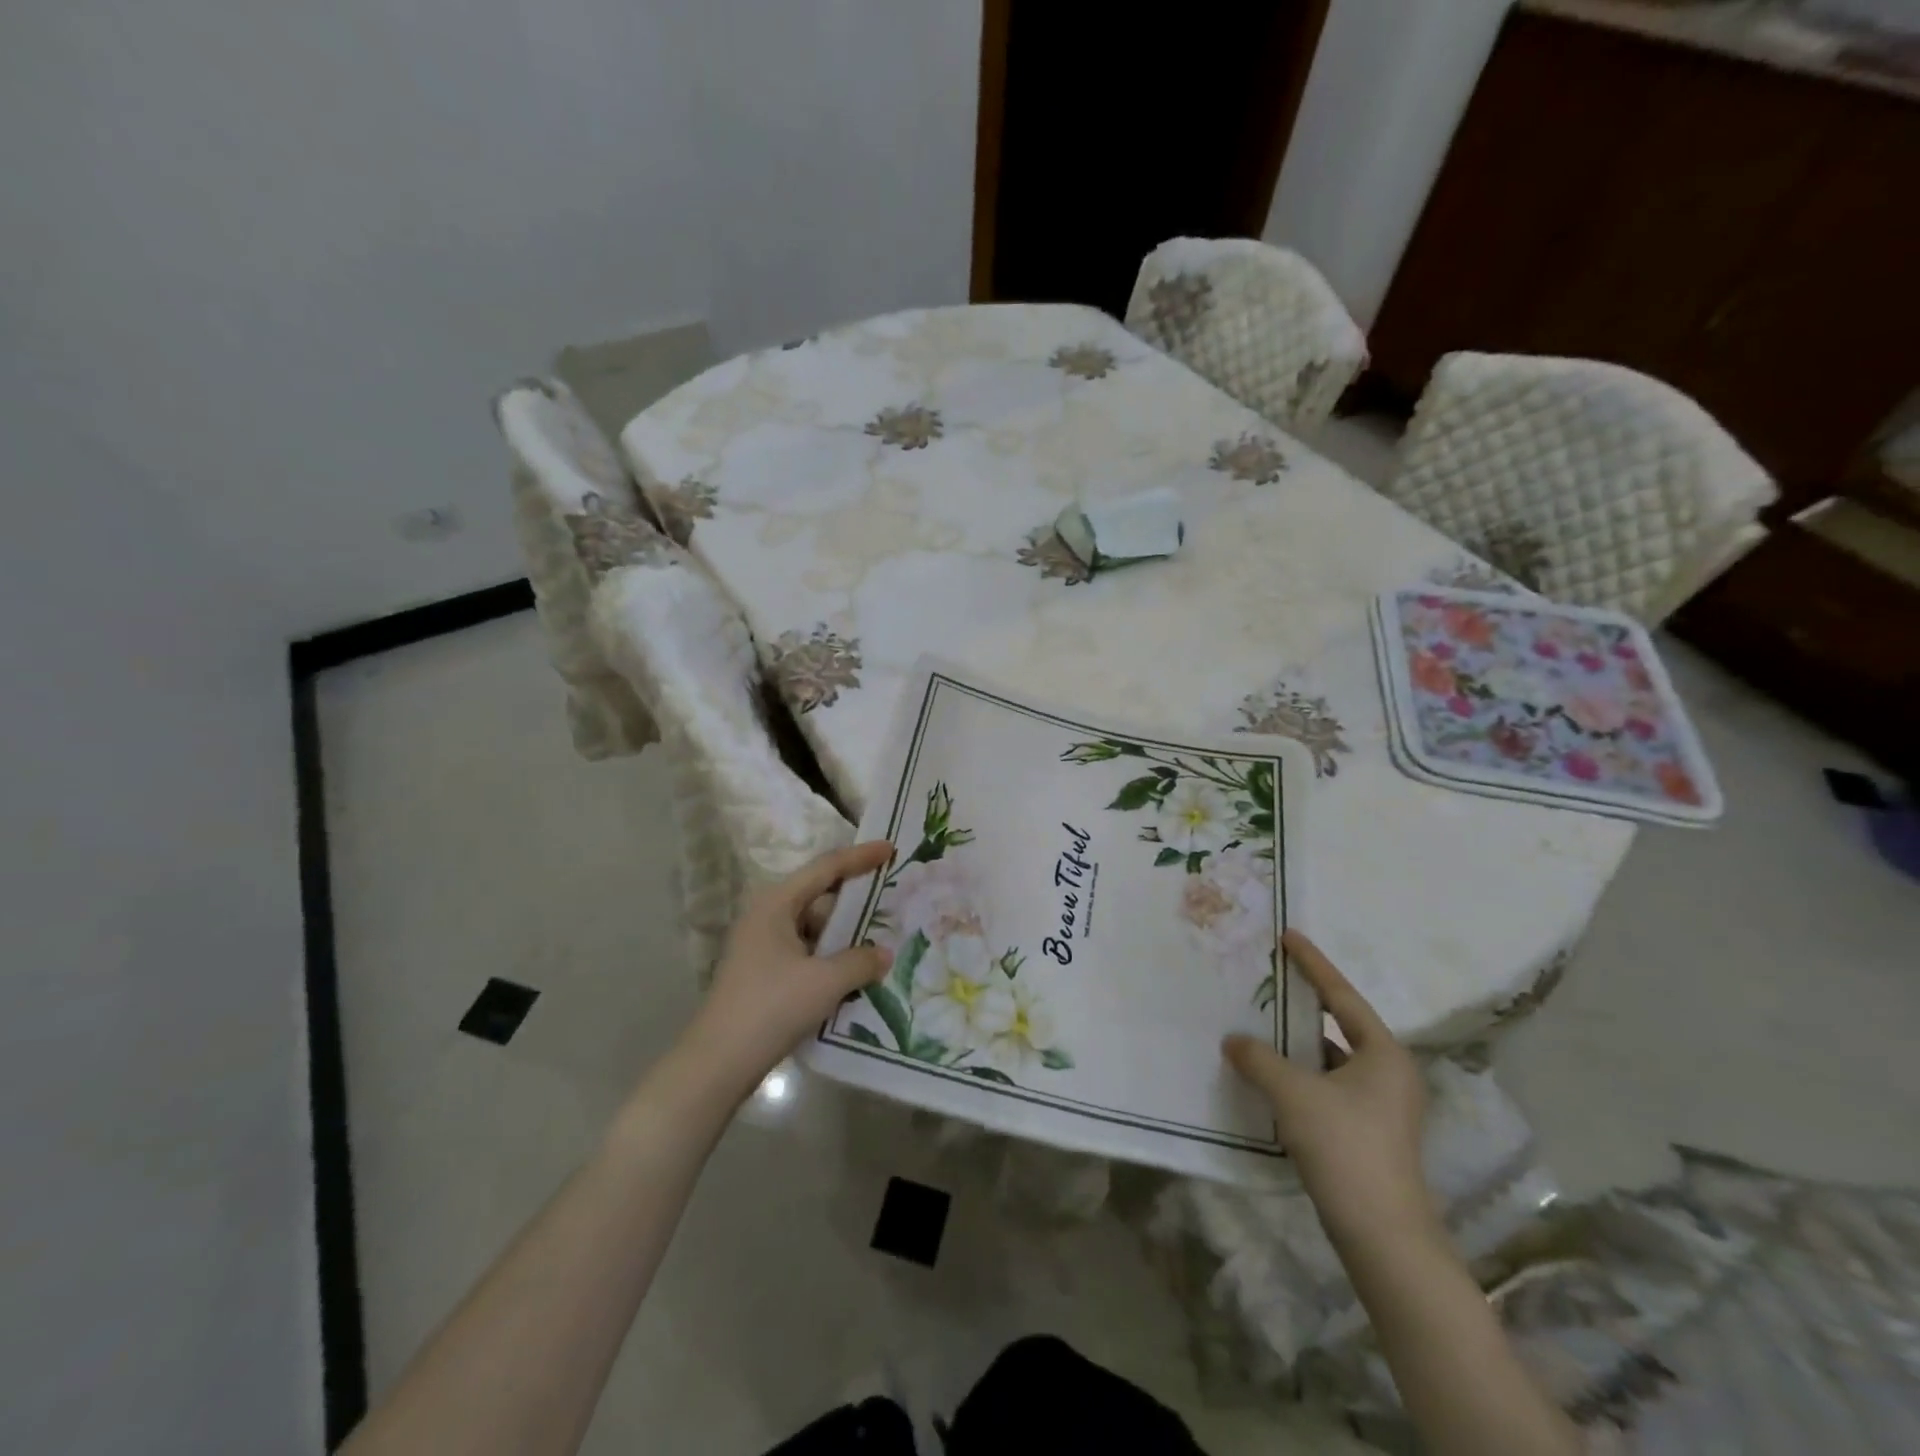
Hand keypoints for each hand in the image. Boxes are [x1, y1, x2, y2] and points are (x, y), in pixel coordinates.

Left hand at [685, 840, 893, 1095]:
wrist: (718, 1063)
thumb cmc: (771, 1007)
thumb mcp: (825, 982)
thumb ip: (861, 961)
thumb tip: (884, 953)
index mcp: (776, 904)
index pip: (826, 868)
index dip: (860, 857)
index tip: (891, 848)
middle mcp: (767, 916)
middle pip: (819, 896)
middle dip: (855, 899)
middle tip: (891, 899)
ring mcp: (762, 946)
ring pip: (813, 928)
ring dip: (844, 935)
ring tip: (881, 940)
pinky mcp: (763, 974)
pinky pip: (806, 953)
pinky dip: (830, 958)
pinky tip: (855, 973)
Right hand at [1223, 929, 1432, 1243]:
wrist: (1383, 1237)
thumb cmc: (1345, 1148)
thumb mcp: (1293, 1094)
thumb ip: (1259, 1059)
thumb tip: (1233, 1039)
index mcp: (1383, 1054)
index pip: (1341, 995)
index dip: (1313, 964)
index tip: (1287, 936)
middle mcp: (1388, 1073)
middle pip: (1338, 1024)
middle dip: (1301, 1004)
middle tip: (1267, 979)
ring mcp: (1380, 1106)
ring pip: (1330, 1059)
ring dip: (1295, 1045)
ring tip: (1257, 1025)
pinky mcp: (1366, 1132)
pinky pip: (1326, 1085)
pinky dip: (1298, 1075)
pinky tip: (1267, 1075)